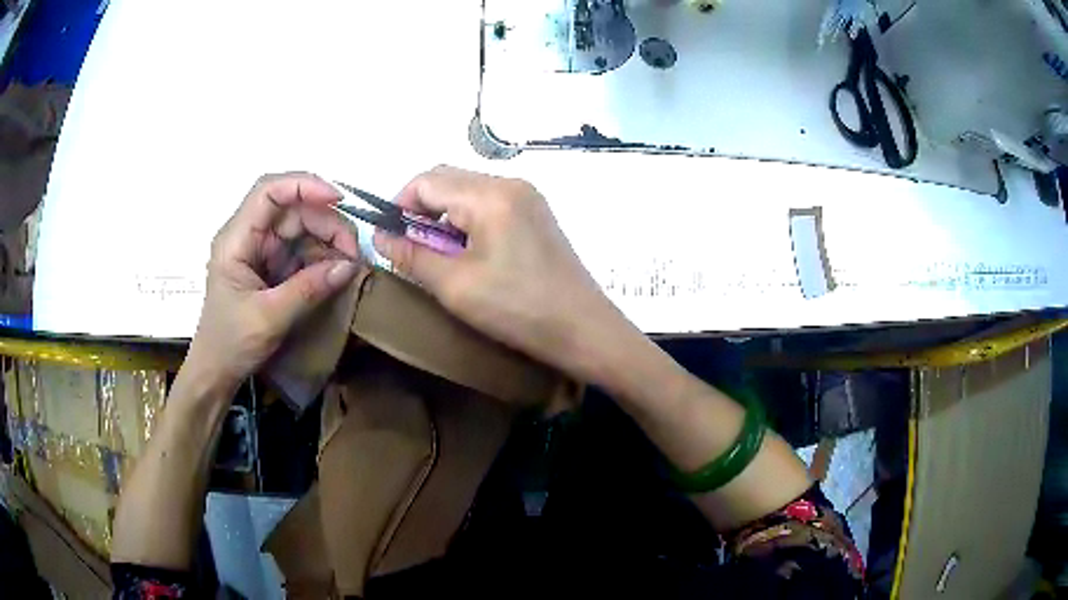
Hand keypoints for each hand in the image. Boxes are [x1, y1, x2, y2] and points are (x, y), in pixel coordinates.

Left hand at [186, 173, 360, 389]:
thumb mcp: (269, 318)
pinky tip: (338, 271)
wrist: (216, 372)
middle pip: (292, 209)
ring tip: (350, 263)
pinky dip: (323, 258)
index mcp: (237, 239)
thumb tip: (349, 266)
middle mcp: (250, 236)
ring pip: (301, 228)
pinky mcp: (272, 267)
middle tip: (353, 251)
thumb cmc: (231, 343)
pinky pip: (302, 251)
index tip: (338, 200)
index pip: (269, 192)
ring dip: (328, 240)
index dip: (304, 185)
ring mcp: (261, 251)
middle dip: (326, 221)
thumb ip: (308, 289)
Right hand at [373, 166, 629, 380]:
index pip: (426, 180)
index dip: (399, 206)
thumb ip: (411, 255)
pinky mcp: (536, 213)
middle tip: (413, 251)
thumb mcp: (455, 286)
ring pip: (467, 191)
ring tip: (440, 257)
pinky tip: (469, 254)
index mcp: (489, 195)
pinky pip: (489, 204)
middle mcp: (510, 183)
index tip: (389, 239)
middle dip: (420, 210)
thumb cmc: (517, 309)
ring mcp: (528, 196)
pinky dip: (468, 221)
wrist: (584, 330)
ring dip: (444, 217)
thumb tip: (379, 235)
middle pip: (447, 180)